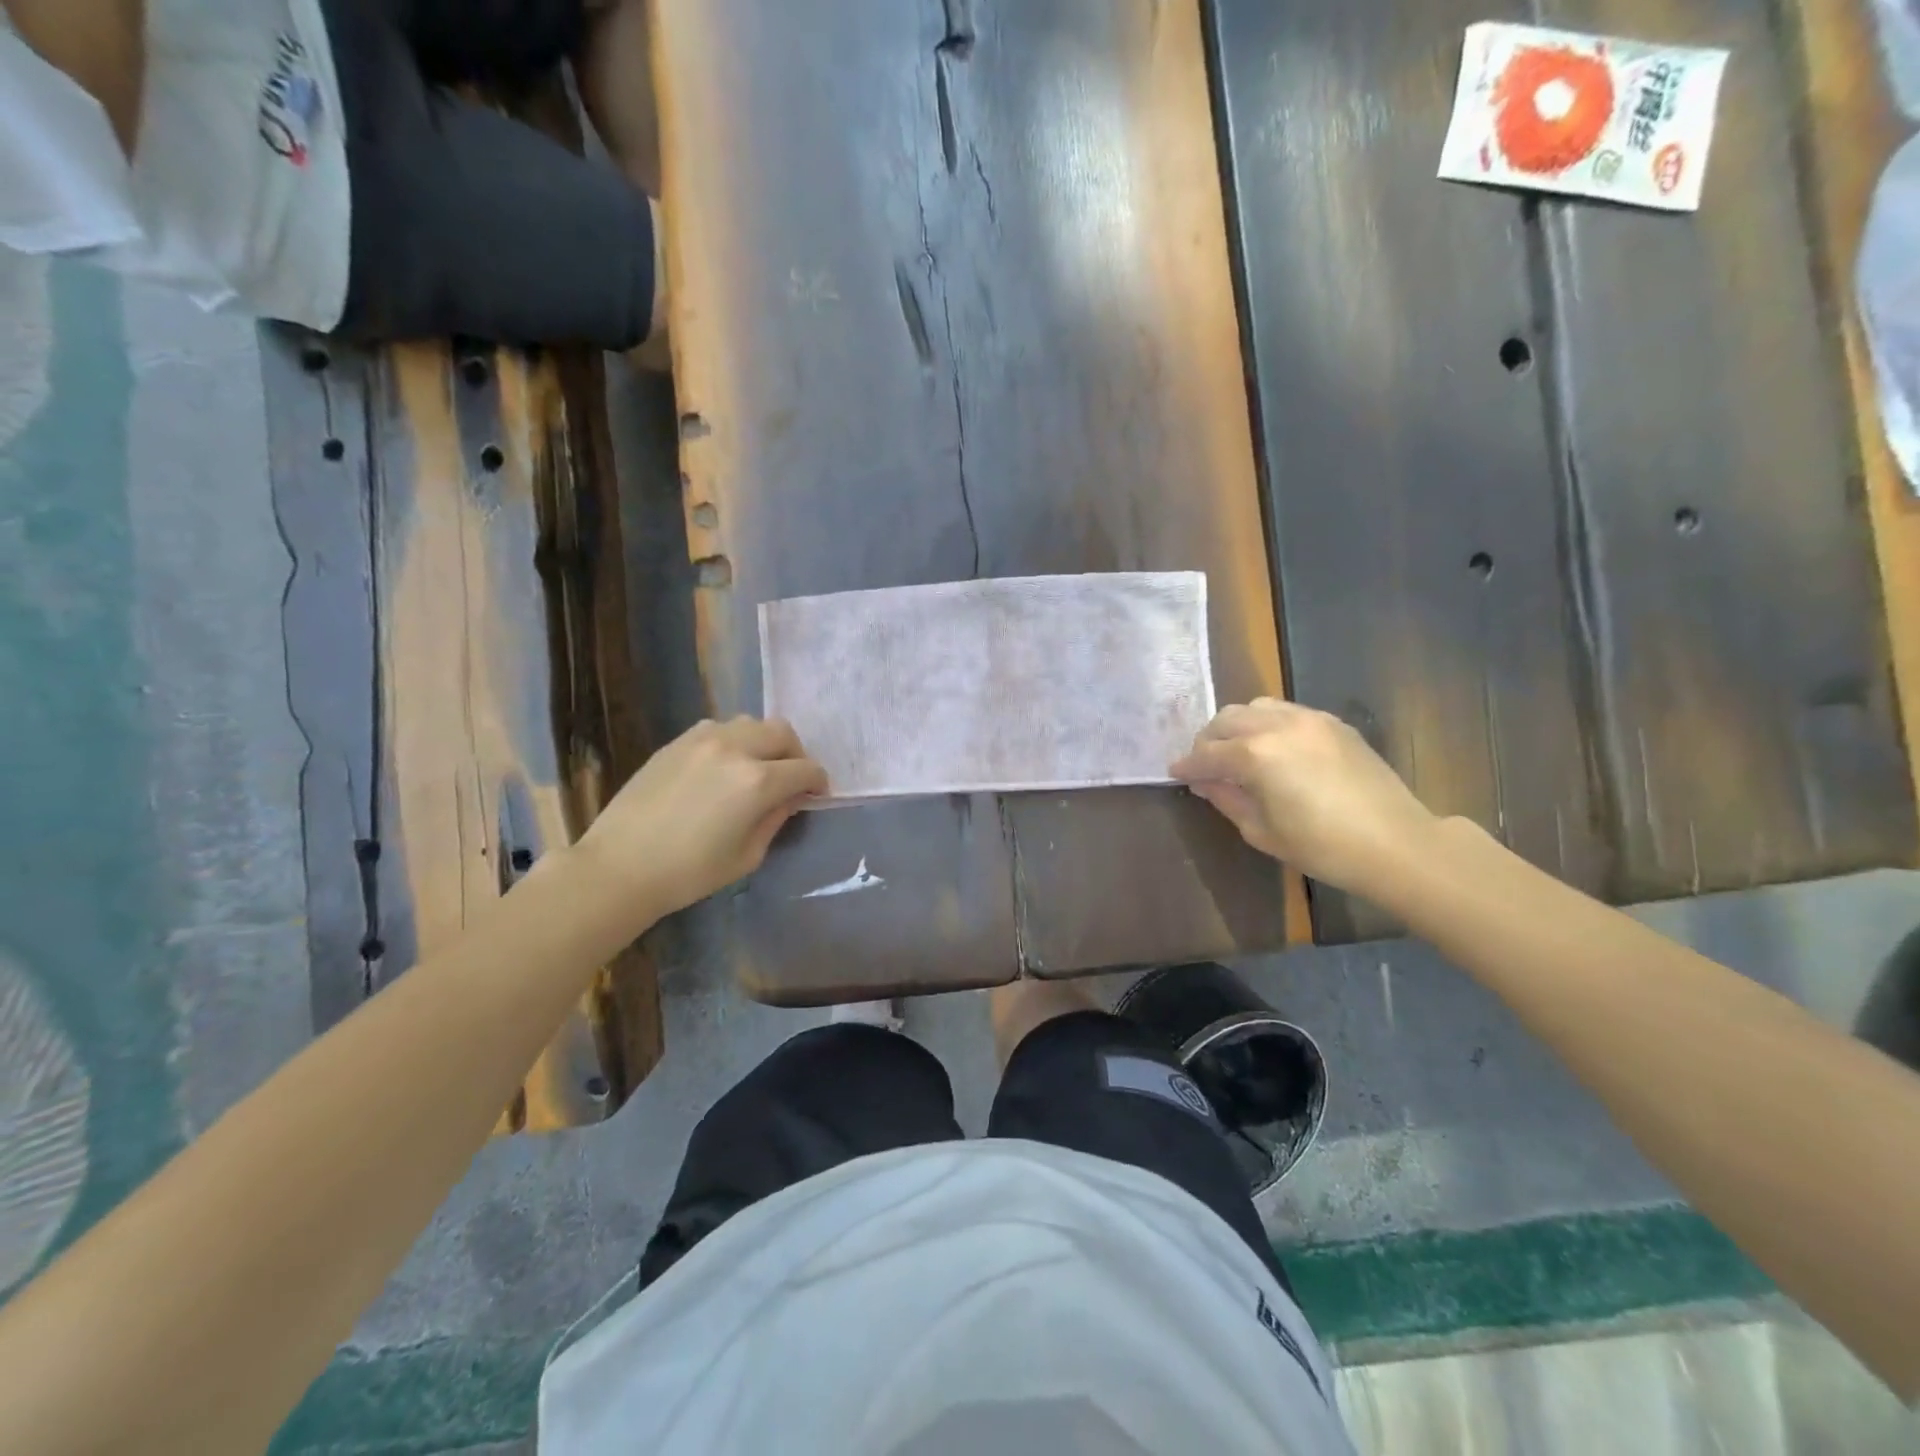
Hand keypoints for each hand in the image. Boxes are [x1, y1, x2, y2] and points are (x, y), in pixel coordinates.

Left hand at [571, 716, 826, 921]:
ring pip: (750, 723)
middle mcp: (735, 749)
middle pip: (782, 732)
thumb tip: (790, 798)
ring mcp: (702, 739)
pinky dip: (732, 741)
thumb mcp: (747, 855)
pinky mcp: (677, 742)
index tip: (815, 796)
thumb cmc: (689, 873)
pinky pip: (718, 728)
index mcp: (757, 781)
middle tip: (790, 779)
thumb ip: (775, 819)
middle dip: (795, 754)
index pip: (805, 769)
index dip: (817, 783)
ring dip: (763, 742)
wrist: (619, 867)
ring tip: (756, 768)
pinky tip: (722, 767)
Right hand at [1170, 699, 1437, 894]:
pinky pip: (1287, 711)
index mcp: (1255, 755)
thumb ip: (1227, 799)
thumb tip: (1205, 782)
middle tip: (1206, 766)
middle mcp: (1277, 726)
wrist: (1396, 843)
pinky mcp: (1333, 723)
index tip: (1176, 773)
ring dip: (1238, 726)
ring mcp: (1309, 719)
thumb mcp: (1261, 831)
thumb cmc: (1322, 847)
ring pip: (1255, 707)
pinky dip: (1269, 724)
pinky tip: (1275, 749)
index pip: (1207, 754)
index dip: (1187, 766)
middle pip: (1226, 720)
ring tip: (1239, 752)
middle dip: (1209, 741)